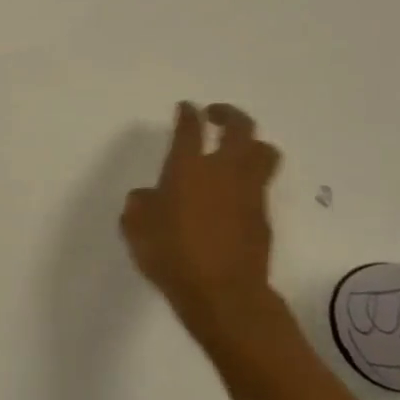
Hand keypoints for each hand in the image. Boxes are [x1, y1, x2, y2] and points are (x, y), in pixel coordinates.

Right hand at [122, 103, 281, 339]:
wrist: (222, 292)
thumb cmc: (171, 254)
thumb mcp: (136, 228)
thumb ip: (139, 205)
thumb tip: (148, 196)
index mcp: (187, 169)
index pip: (190, 130)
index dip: (188, 115)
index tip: (186, 108)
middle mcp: (222, 172)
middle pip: (240, 128)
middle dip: (229, 115)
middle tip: (216, 115)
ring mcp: (249, 192)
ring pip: (263, 152)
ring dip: (251, 143)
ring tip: (237, 149)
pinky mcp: (263, 216)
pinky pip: (262, 183)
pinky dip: (251, 178)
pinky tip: (235, 191)